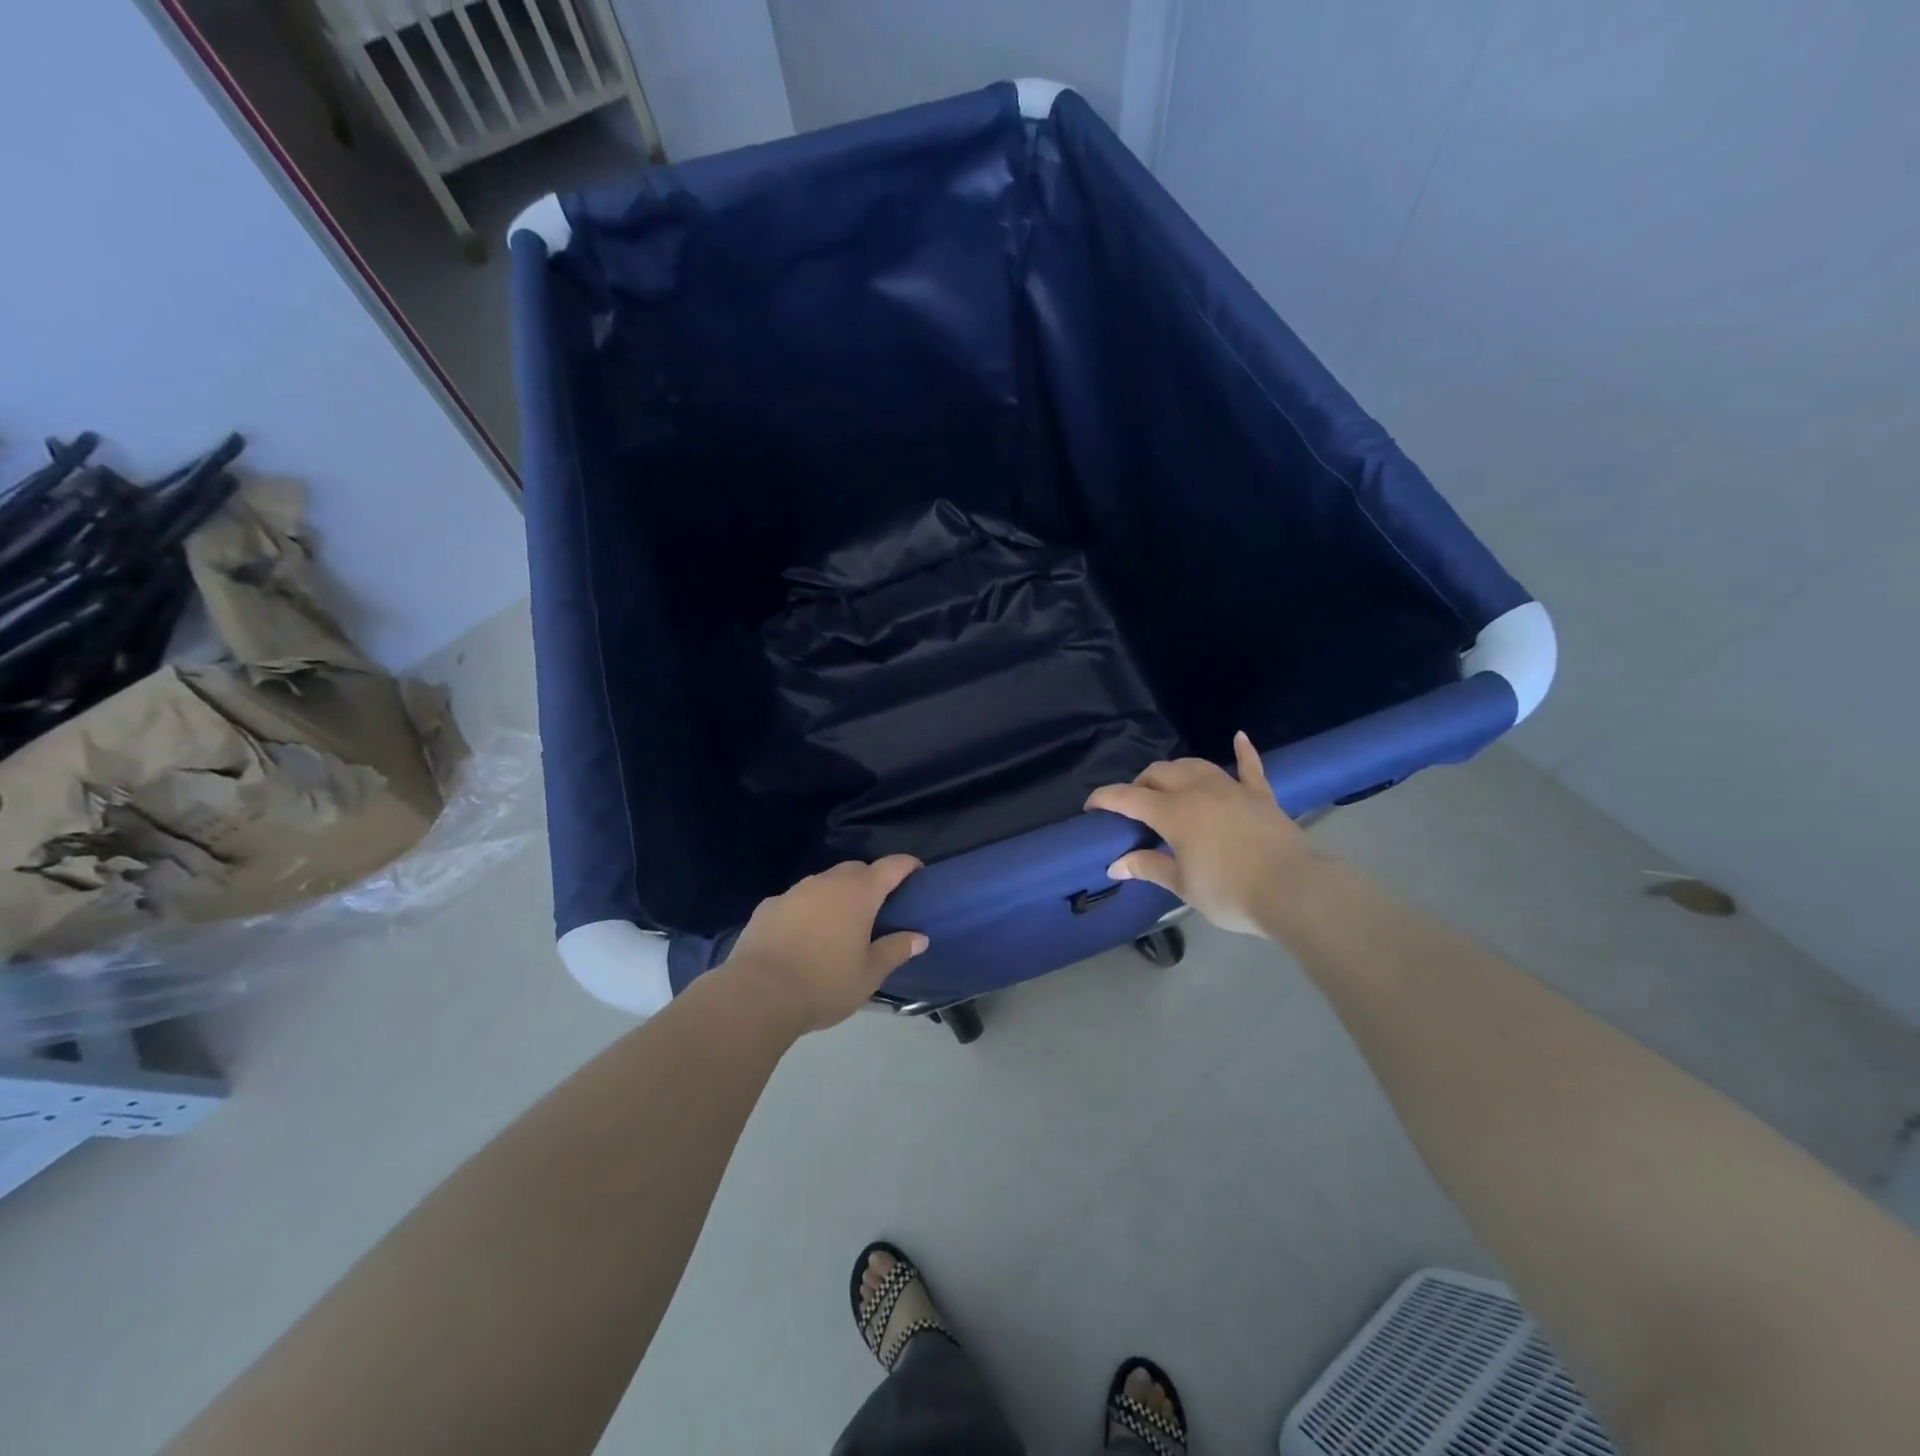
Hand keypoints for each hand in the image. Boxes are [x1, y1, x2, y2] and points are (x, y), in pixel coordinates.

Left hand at [722, 856, 928, 1033]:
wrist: (757, 994)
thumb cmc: (824, 983)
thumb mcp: (869, 974)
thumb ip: (896, 950)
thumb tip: (919, 937)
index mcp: (859, 893)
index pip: (892, 866)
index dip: (908, 866)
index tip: (917, 874)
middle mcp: (827, 882)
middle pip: (856, 869)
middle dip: (871, 880)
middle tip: (878, 907)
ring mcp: (794, 892)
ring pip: (824, 882)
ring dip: (837, 894)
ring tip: (840, 923)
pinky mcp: (768, 906)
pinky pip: (797, 900)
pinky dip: (808, 909)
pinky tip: (804, 935)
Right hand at [1085, 732, 1319, 935]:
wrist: (1294, 890)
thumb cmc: (1230, 893)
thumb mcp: (1182, 886)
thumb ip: (1148, 868)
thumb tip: (1115, 865)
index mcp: (1173, 813)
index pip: (1128, 798)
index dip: (1105, 798)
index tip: (1090, 806)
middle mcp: (1197, 791)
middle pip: (1159, 774)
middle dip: (1140, 785)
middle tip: (1134, 808)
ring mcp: (1231, 789)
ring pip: (1194, 765)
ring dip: (1175, 771)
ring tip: (1168, 785)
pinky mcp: (1260, 795)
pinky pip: (1249, 767)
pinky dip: (1243, 752)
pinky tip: (1238, 737)